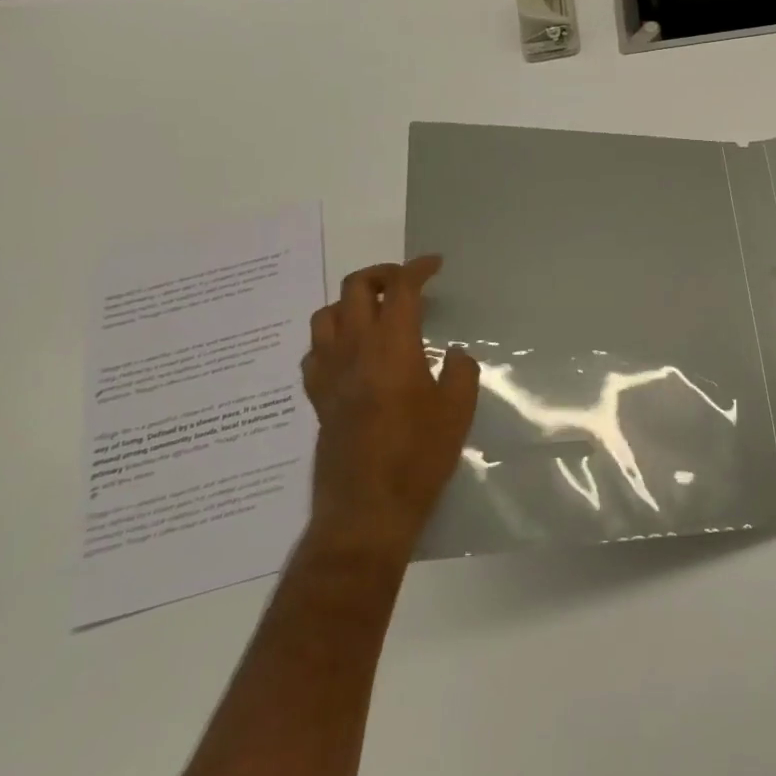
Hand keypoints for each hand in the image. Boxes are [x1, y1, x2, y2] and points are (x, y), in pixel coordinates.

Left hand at [300, 256, 479, 559]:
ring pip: (326, 316)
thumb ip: (459, 372)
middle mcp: (354, 350)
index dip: (418, 269)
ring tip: (375, 313)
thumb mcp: (458, 411)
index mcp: (392, 346)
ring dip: (351, 303)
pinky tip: (350, 354)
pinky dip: (332, 339)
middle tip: (406, 282)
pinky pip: (315, 352)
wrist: (367, 510)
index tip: (434, 265)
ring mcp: (329, 374)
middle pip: (355, 289)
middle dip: (382, 274)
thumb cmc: (419, 457)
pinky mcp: (318, 399)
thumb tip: (451, 354)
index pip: (401, 290)